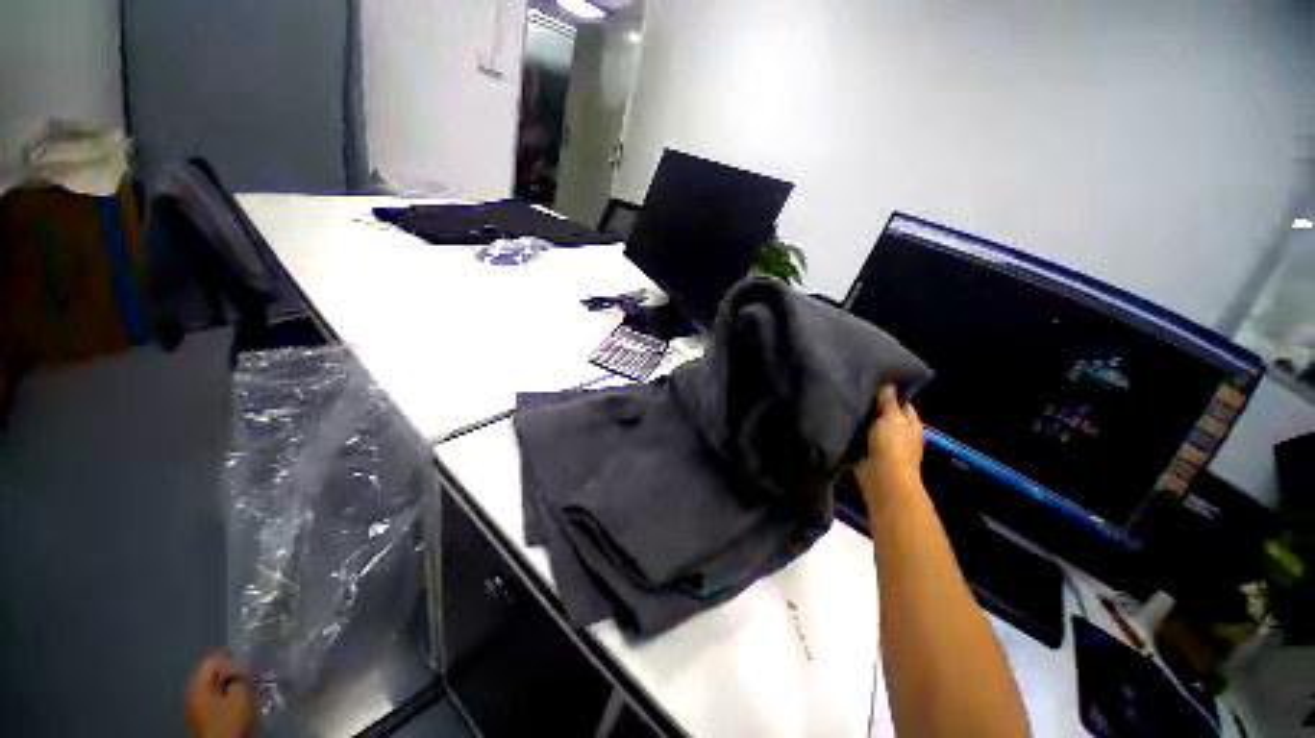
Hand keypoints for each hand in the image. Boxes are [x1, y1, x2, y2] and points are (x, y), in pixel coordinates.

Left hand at [185, 652, 256, 737]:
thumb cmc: (229, 720)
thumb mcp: (240, 697)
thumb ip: (240, 679)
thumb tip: (241, 672)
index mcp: (197, 685)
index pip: (211, 661)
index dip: (230, 657)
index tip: (247, 660)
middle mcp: (192, 692)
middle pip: (211, 674)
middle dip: (230, 672)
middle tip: (248, 672)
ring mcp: (195, 705)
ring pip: (213, 686)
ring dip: (229, 684)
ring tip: (245, 685)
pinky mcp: (201, 715)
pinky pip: (213, 697)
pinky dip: (226, 694)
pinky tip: (237, 698)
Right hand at [854, 385, 924, 508]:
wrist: (882, 477)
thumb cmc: (892, 445)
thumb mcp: (891, 418)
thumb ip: (888, 401)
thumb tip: (889, 384)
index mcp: (910, 422)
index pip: (902, 402)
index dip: (890, 392)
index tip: (873, 380)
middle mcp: (899, 432)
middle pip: (885, 413)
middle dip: (872, 405)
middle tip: (854, 389)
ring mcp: (884, 443)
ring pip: (870, 425)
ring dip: (861, 418)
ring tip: (844, 401)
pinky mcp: (868, 451)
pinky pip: (859, 436)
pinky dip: (853, 431)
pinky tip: (841, 419)